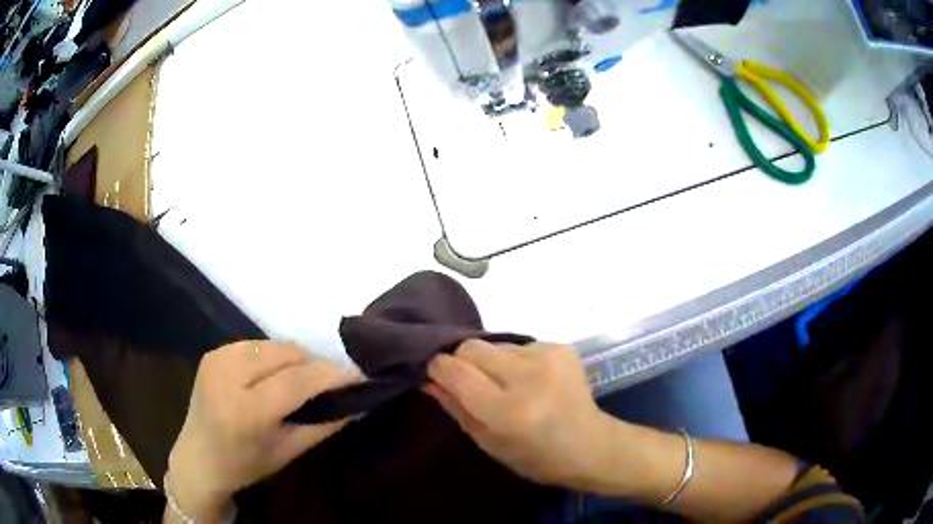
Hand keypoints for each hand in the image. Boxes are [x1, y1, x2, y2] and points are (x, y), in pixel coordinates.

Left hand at [167, 341, 358, 520]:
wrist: (198, 459)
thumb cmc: (245, 464)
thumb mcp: (288, 451)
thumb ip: (324, 424)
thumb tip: (358, 400)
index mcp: (245, 410)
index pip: (298, 380)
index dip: (333, 374)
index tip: (361, 375)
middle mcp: (228, 375)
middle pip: (286, 353)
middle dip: (316, 363)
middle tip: (334, 380)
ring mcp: (217, 358)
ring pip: (273, 344)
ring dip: (296, 358)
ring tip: (308, 377)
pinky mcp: (213, 352)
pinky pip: (257, 344)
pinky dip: (275, 355)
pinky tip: (279, 373)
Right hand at [425, 340, 608, 487]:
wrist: (591, 445)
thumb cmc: (535, 457)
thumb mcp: (488, 442)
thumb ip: (456, 407)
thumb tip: (429, 379)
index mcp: (508, 410)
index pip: (456, 371)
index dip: (439, 367)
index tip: (435, 373)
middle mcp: (528, 376)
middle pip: (471, 347)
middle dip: (462, 361)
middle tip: (470, 382)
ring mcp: (548, 356)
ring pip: (494, 344)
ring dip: (490, 362)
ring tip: (505, 384)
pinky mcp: (561, 346)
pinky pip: (519, 345)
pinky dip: (514, 361)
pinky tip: (530, 380)